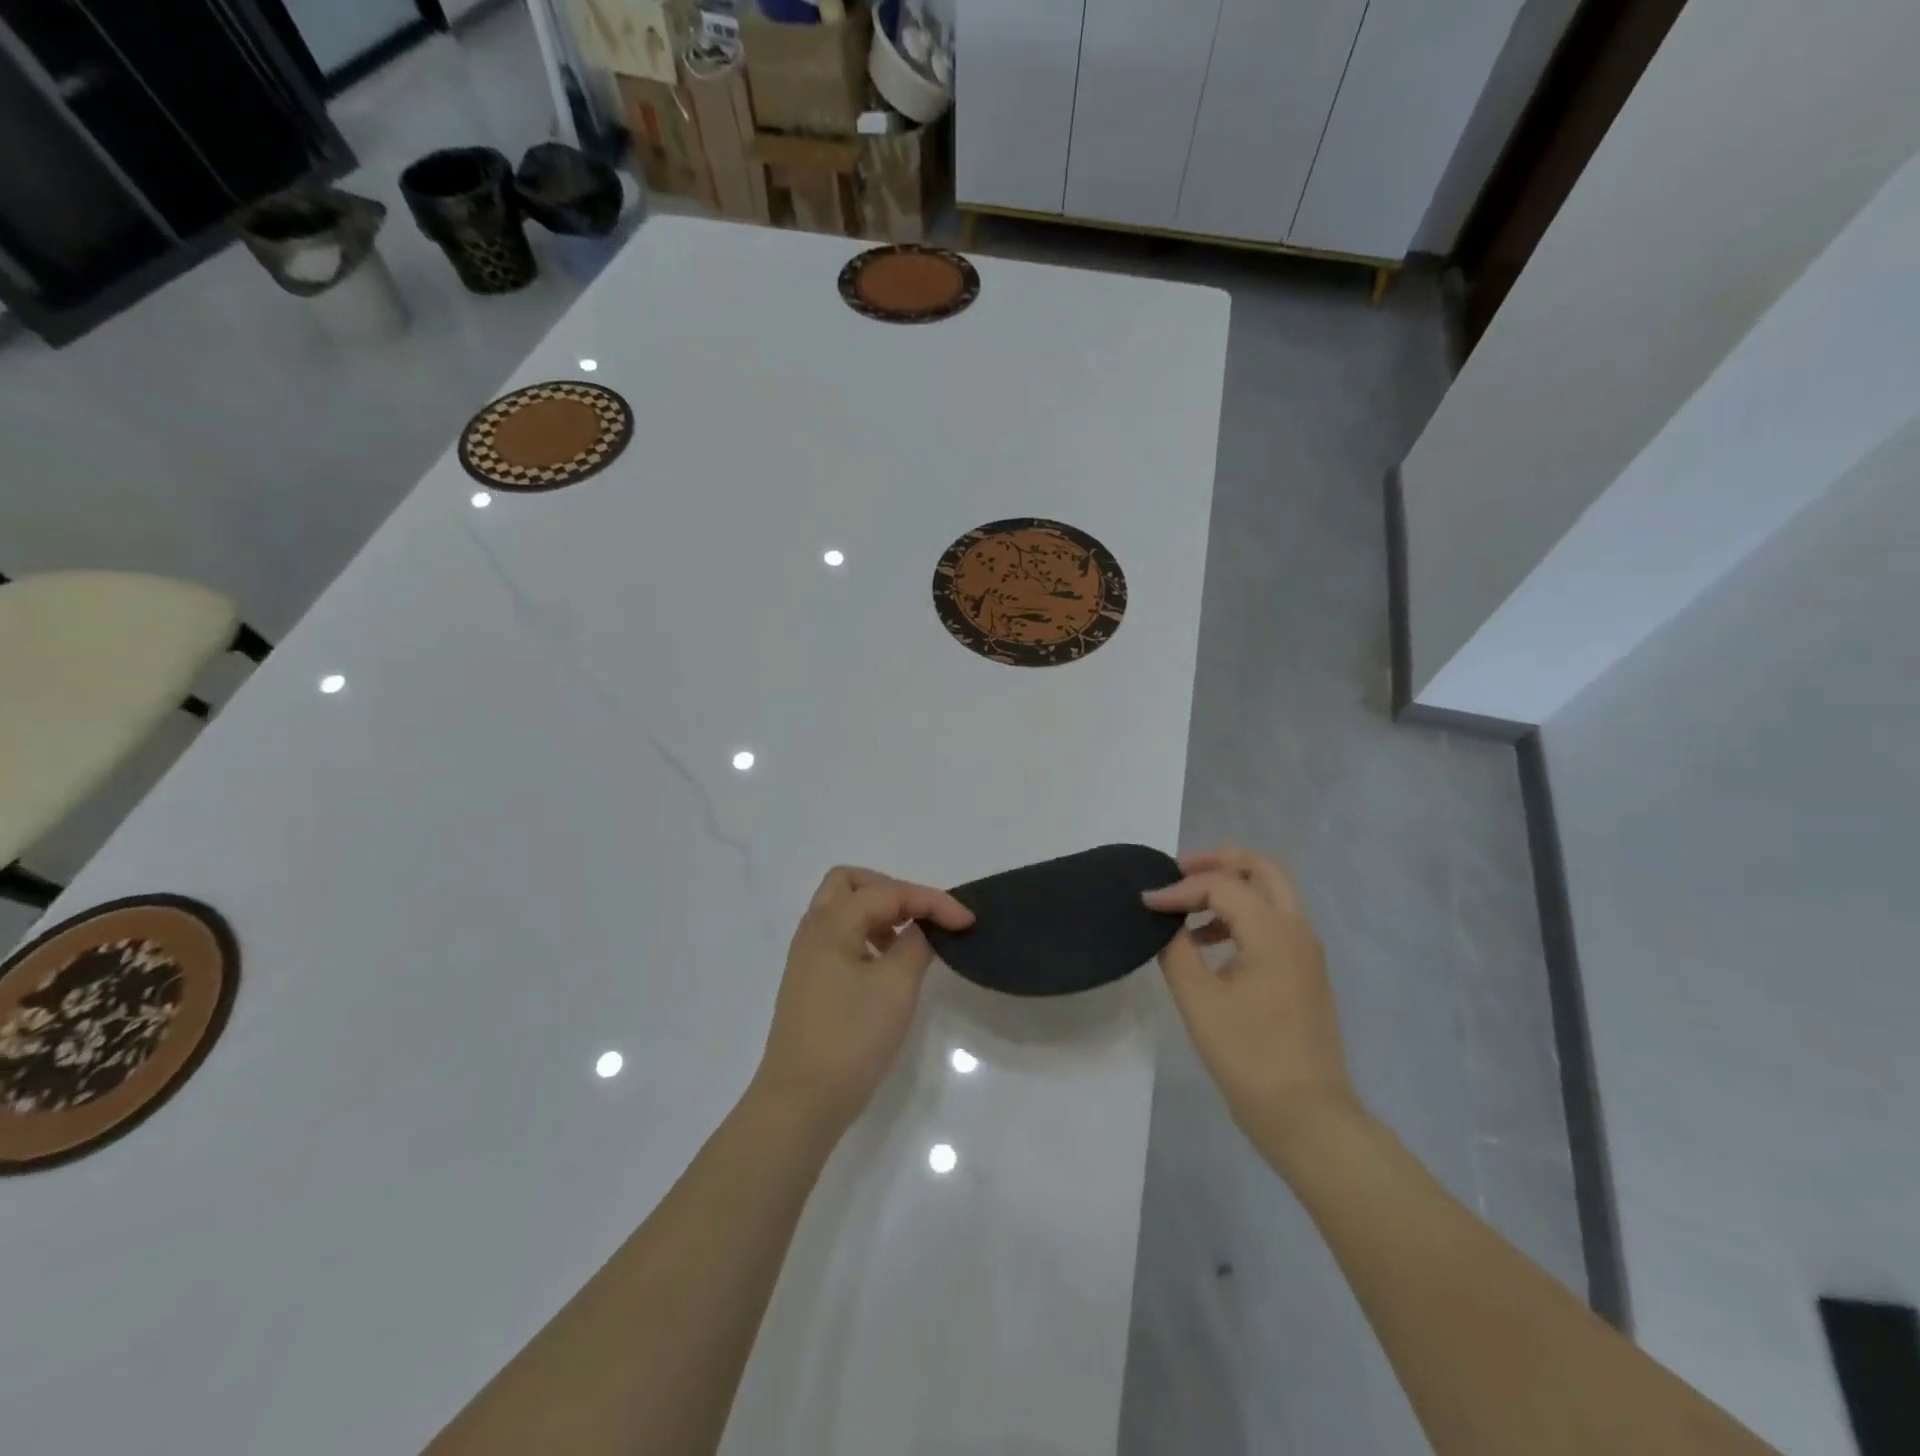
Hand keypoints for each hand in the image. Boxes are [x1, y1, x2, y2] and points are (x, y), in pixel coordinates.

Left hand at [753, 866, 974, 1133]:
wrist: (801, 1101)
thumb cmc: (851, 1038)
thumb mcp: (896, 986)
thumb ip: (916, 945)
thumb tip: (923, 928)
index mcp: (832, 922)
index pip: (889, 892)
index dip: (933, 901)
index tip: (967, 922)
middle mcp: (814, 930)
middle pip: (851, 883)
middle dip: (892, 891)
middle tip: (922, 917)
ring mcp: (808, 956)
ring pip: (843, 910)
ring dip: (879, 913)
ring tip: (908, 941)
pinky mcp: (810, 981)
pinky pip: (841, 936)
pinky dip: (867, 935)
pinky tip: (887, 966)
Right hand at [1144, 849, 1358, 1144]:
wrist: (1308, 1117)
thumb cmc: (1249, 1056)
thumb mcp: (1198, 999)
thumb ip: (1177, 949)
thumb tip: (1165, 921)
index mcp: (1273, 931)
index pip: (1221, 885)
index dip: (1178, 889)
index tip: (1145, 904)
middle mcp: (1297, 930)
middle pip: (1261, 869)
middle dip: (1217, 863)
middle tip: (1178, 873)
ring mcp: (1306, 951)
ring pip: (1271, 893)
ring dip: (1230, 888)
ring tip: (1188, 910)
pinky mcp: (1305, 972)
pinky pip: (1273, 922)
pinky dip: (1242, 915)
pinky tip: (1209, 944)